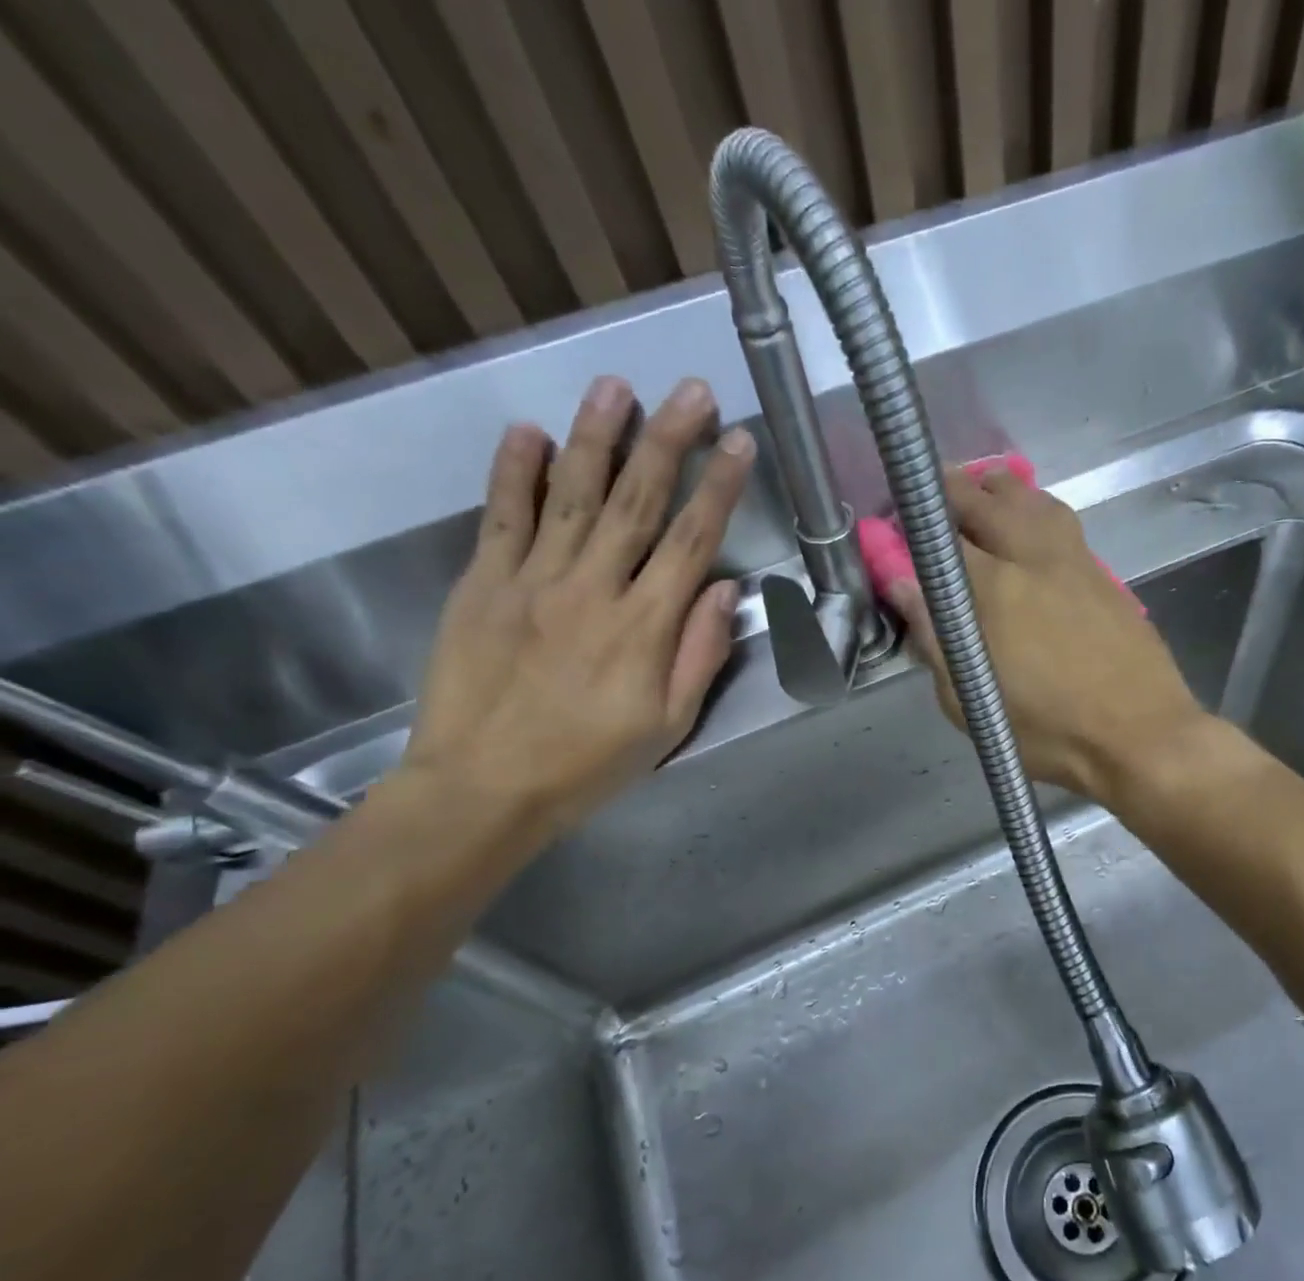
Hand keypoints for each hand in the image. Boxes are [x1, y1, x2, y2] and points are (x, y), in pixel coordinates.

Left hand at [402, 375, 750, 831]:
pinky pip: (502, 518)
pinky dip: (515, 472)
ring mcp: (532, 580)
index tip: (739, 443)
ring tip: (616, 387)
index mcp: (644, 627)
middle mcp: (592, 589)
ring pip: (572, 495)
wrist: (483, 788)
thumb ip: (700, 655)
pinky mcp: (483, 584)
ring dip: (596, 437)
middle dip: (669, 441)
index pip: (691, 541)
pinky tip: (530, 432)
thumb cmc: (589, 764)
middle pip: (637, 502)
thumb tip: (724, 590)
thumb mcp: (669, 726)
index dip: (719, 488)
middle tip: (691, 391)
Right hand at [882, 468, 1207, 804]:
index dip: (911, 524)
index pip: (940, 534)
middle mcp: (1032, 558)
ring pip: (1029, 498)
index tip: (894, 527)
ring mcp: (1072, 559)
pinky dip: (1032, 508)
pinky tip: (1026, 523)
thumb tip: (903, 584)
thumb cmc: (1048, 731)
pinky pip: (1059, 519)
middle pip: (985, 499)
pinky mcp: (1100, 571)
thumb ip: (933, 638)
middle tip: (928, 502)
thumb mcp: (971, 701)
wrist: (1140, 735)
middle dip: (948, 490)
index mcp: (994, 589)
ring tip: (976, 495)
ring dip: (995, 490)